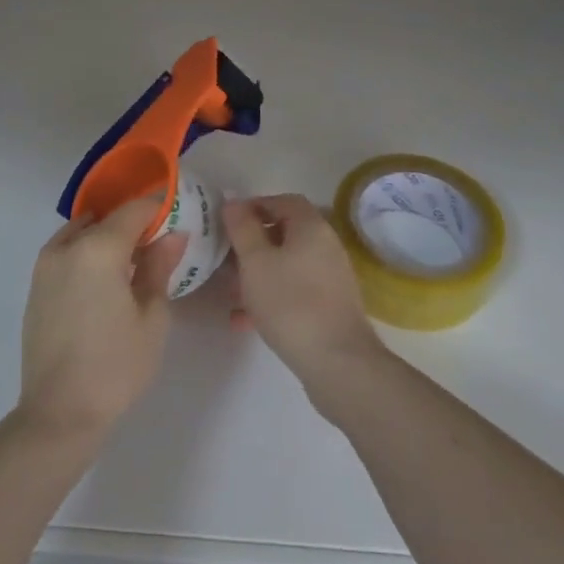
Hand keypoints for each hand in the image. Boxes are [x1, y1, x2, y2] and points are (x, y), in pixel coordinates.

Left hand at [18, 197, 188, 440]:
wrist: (59, 414)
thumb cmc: (116, 366)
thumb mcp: (152, 316)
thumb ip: (160, 266)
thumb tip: (172, 234)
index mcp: (98, 248)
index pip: (134, 209)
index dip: (159, 208)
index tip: (178, 218)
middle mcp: (67, 246)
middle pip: (108, 219)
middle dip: (135, 225)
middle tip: (160, 245)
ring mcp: (46, 265)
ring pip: (85, 233)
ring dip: (109, 237)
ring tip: (133, 264)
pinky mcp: (36, 286)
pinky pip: (68, 252)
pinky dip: (88, 252)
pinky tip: (106, 280)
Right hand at [223, 194, 383, 391]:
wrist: (338, 363)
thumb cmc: (291, 303)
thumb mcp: (256, 262)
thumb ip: (242, 228)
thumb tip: (233, 201)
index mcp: (311, 226)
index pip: (282, 200)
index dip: (254, 206)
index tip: (227, 222)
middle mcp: (325, 246)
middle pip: (284, 233)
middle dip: (252, 244)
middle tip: (224, 259)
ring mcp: (330, 278)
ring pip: (286, 265)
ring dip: (257, 274)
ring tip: (230, 292)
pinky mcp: (329, 307)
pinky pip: (294, 291)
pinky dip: (271, 297)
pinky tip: (244, 321)